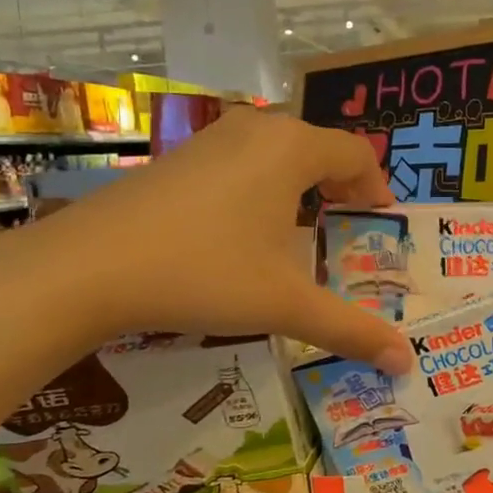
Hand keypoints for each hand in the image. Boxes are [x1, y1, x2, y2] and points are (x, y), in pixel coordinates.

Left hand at [39, 108, 411, 370]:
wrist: (86, 267)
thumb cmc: (203, 273)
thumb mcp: (284, 303)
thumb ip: (349, 328)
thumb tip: (405, 362)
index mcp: (291, 148)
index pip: (355, 153)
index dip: (376, 186)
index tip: (380, 221)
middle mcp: (255, 129)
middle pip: (317, 147)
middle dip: (340, 184)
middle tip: (348, 226)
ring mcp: (211, 139)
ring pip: (276, 150)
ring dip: (300, 183)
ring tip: (302, 229)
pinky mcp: (178, 157)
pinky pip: (241, 160)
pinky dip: (261, 185)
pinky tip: (244, 229)